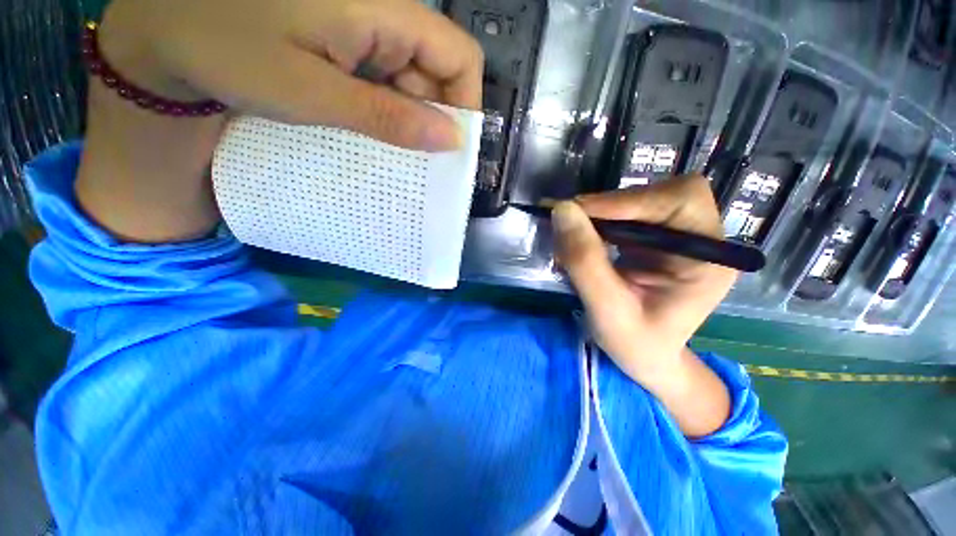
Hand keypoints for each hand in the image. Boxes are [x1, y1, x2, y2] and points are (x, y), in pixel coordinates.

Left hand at [79, 0, 482, 242]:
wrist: (167, 27)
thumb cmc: (228, 49)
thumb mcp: (315, 94)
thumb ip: (389, 117)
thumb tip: (451, 140)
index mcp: (382, 11)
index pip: (460, 57)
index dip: (466, 104)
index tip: (450, 148)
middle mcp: (384, 13)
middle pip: (439, 71)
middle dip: (434, 119)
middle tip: (416, 161)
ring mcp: (366, 26)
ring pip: (415, 79)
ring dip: (408, 119)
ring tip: (389, 152)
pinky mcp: (349, 40)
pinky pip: (388, 79)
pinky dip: (388, 110)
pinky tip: (370, 131)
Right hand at [552, 175, 735, 436]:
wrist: (645, 358)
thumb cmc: (635, 345)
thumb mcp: (606, 309)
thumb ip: (584, 260)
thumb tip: (562, 210)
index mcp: (707, 259)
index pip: (680, 201)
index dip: (628, 200)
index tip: (576, 211)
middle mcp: (700, 239)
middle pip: (659, 194)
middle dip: (609, 206)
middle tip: (568, 221)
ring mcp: (677, 237)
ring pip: (638, 202)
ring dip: (599, 214)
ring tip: (570, 234)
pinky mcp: (655, 240)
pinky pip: (626, 216)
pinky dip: (598, 222)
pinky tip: (581, 239)